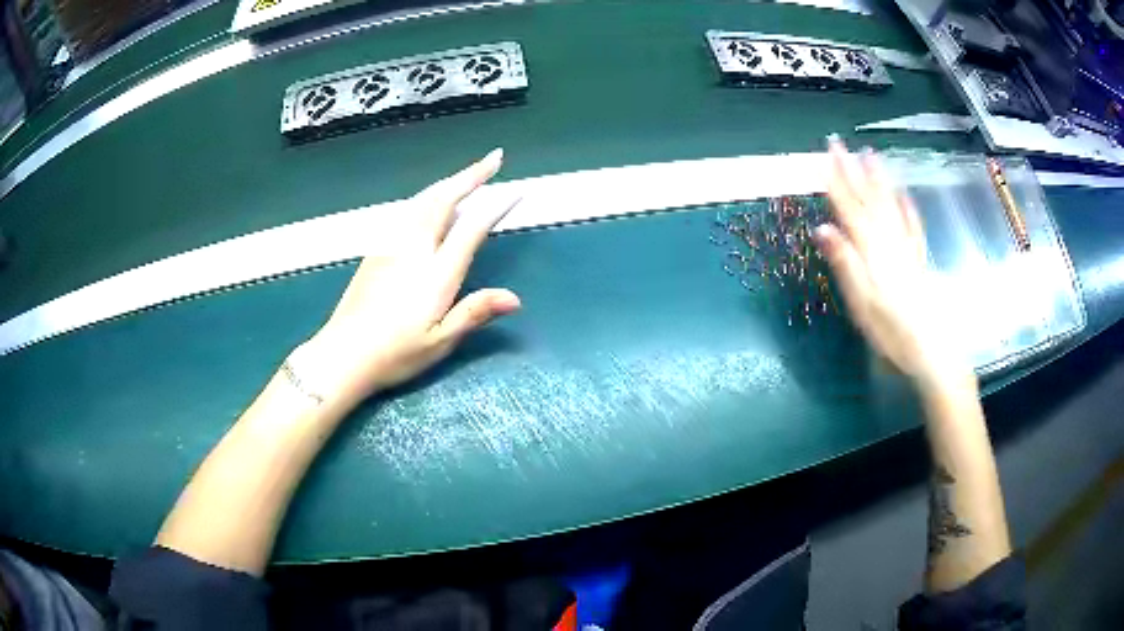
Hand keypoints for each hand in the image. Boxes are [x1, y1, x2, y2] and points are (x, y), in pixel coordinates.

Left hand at [289, 149, 520, 409]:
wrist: (343, 354)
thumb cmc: (395, 354)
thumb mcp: (439, 342)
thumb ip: (474, 313)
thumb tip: (515, 298)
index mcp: (436, 273)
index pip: (472, 228)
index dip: (496, 205)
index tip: (517, 189)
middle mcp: (415, 248)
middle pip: (445, 199)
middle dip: (471, 175)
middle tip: (494, 158)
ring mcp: (392, 245)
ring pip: (423, 199)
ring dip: (449, 182)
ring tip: (468, 173)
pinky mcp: (377, 249)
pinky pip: (407, 209)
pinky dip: (427, 195)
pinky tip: (430, 199)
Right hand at [815, 138, 967, 386]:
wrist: (932, 351)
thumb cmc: (892, 332)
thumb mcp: (861, 304)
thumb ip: (845, 264)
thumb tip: (822, 228)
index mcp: (872, 252)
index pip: (850, 208)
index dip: (837, 181)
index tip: (826, 155)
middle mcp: (890, 242)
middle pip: (869, 200)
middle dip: (854, 170)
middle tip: (841, 144)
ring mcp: (907, 249)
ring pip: (891, 205)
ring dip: (879, 179)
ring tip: (871, 155)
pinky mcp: (919, 260)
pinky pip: (913, 226)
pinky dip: (908, 207)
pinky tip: (905, 194)